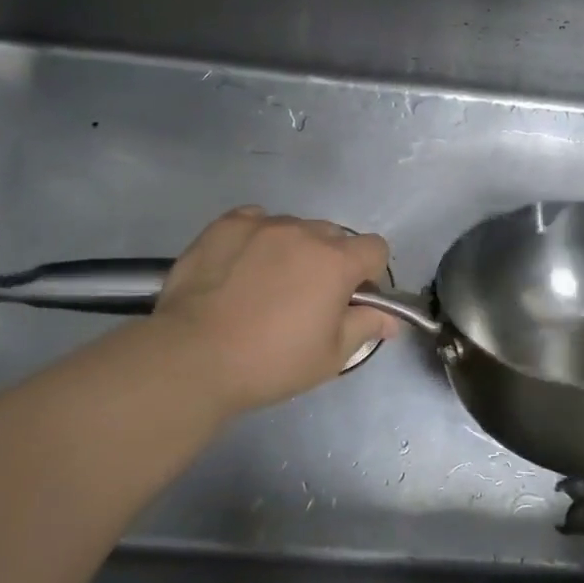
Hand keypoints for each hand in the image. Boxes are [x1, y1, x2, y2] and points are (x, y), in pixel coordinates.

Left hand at [145, 207, 399, 417]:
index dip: (370, 273)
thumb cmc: (270, 362)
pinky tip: (242, 265)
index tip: (352, 298)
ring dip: (293, 249)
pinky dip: (258, 237)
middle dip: (331, 261)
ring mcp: (262, 224)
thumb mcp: (330, 356)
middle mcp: (304, 232)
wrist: (193, 357)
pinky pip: (256, 220)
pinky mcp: (225, 225)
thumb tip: (391, 318)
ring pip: (294, 228)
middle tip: (307, 297)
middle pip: (334, 237)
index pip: (375, 248)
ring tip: (266, 284)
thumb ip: (366, 327)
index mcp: (336, 261)